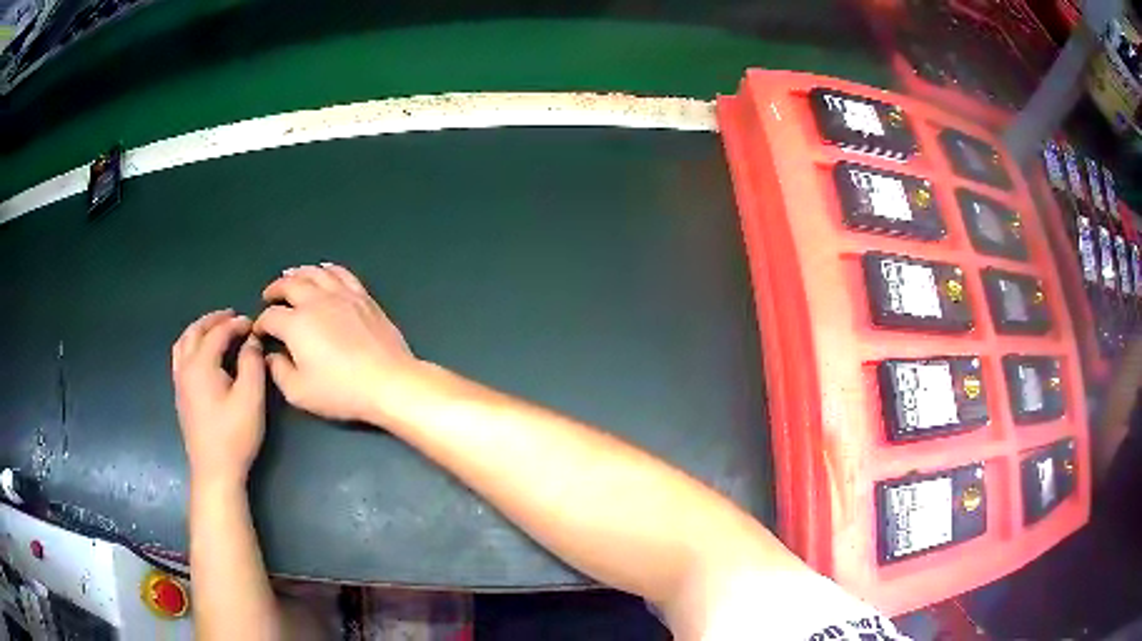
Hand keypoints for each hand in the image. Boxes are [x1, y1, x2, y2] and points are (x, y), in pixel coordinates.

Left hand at [172, 310, 265, 484]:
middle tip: (232, 317)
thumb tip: (251, 341)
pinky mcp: (180, 395)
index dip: (236, 325)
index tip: (253, 324)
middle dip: (214, 320)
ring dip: (199, 330)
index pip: (217, 333)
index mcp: (201, 364)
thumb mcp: (251, 398)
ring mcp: (180, 382)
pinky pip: (180, 357)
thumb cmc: (234, 435)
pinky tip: (202, 355)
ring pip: (183, 343)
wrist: (215, 471)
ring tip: (215, 330)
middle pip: (195, 332)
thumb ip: (252, 363)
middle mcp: (185, 367)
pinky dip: (191, 345)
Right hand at [253, 263, 419, 423]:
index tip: (259, 331)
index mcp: (296, 323)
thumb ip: (279, 372)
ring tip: (289, 276)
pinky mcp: (363, 297)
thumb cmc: (341, 391)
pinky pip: (342, 273)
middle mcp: (316, 301)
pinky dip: (328, 269)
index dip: (261, 323)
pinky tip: (323, 271)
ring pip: (315, 273)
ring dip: (298, 273)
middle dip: (275, 290)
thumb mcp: (299, 392)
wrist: (387, 382)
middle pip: (289, 285)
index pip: (271, 316)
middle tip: (268, 296)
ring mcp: (342, 295)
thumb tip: (271, 356)